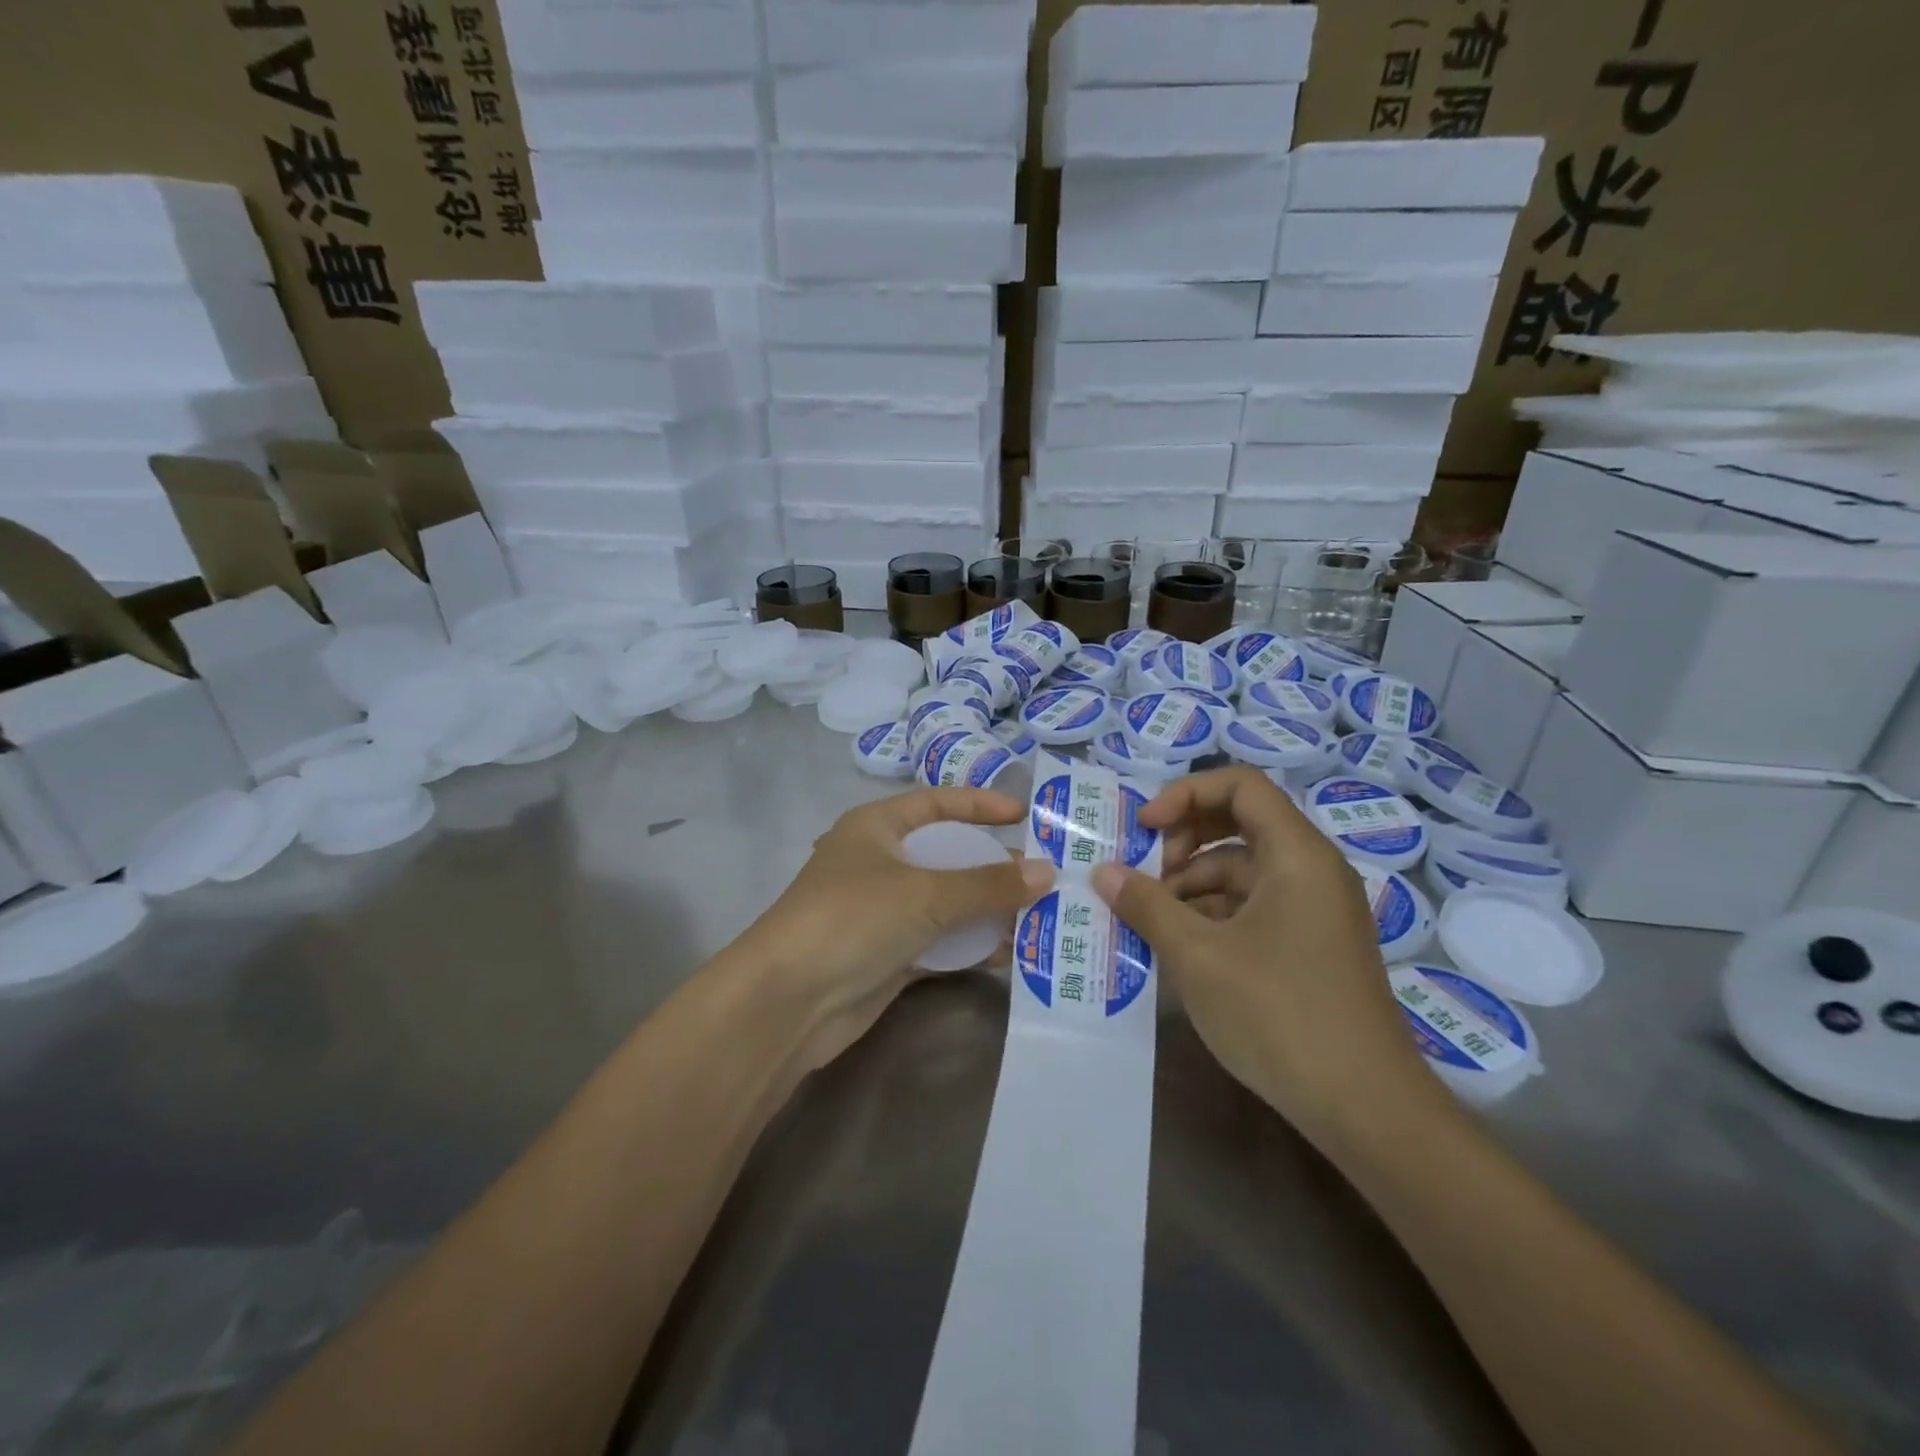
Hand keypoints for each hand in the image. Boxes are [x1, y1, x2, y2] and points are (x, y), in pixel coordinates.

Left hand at [734, 787, 1052, 1071]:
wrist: (788, 1002)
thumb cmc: (853, 919)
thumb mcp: (925, 892)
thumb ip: (988, 884)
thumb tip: (1046, 872)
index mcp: (876, 827)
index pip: (937, 803)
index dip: (980, 805)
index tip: (1024, 816)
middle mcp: (880, 864)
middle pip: (947, 856)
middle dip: (994, 867)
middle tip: (1045, 877)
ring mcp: (883, 912)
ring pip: (947, 903)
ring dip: (988, 911)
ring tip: (1041, 918)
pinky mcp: (888, 955)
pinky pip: (940, 942)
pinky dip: (971, 945)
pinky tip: (1009, 955)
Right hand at [1090, 767, 1437, 1145]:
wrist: (1367, 1109)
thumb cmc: (1280, 1015)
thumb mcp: (1198, 956)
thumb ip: (1147, 905)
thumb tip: (1103, 872)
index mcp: (1297, 854)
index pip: (1241, 786)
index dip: (1185, 794)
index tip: (1143, 827)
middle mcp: (1313, 870)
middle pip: (1241, 823)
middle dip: (1184, 839)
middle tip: (1145, 874)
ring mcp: (1316, 910)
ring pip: (1244, 869)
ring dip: (1194, 883)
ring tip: (1152, 920)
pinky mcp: (1312, 946)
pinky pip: (1256, 906)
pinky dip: (1215, 913)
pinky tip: (1182, 946)